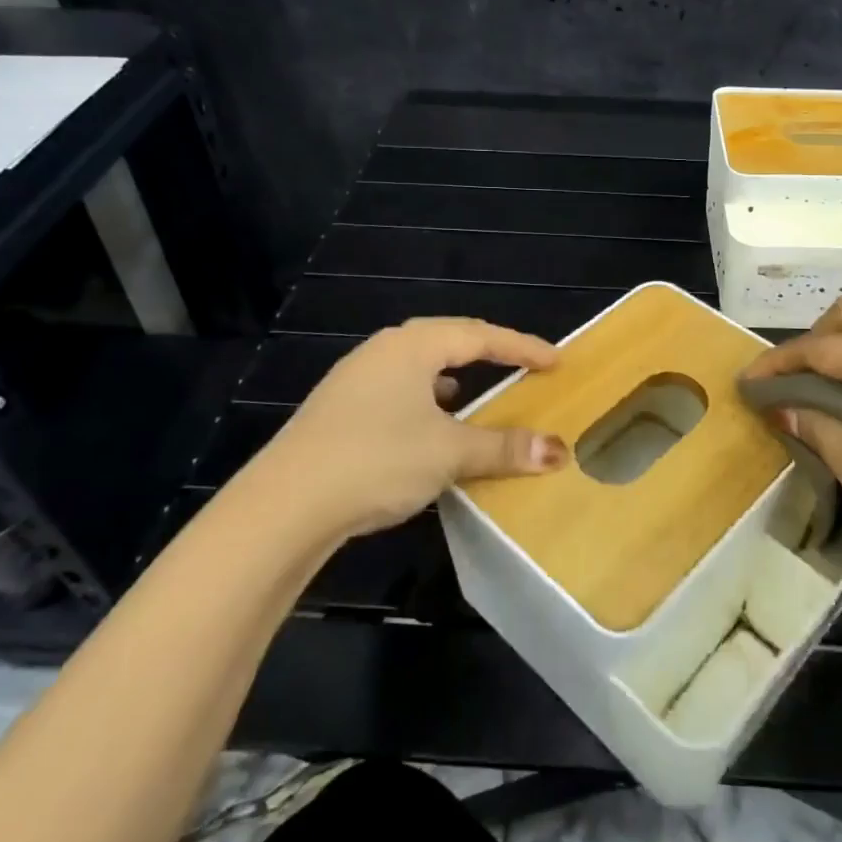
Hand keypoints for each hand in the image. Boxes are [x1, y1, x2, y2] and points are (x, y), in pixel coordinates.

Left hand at [239, 318, 567, 540]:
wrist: (284, 505)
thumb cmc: (377, 460)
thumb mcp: (449, 453)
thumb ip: (504, 447)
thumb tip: (558, 451)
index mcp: (412, 347)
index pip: (480, 336)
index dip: (522, 347)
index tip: (556, 361)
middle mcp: (382, 352)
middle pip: (447, 341)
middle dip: (487, 353)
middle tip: (521, 365)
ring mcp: (354, 379)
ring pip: (418, 367)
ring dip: (452, 376)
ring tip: (473, 392)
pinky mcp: (338, 410)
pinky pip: (397, 391)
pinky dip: (425, 400)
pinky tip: (426, 425)